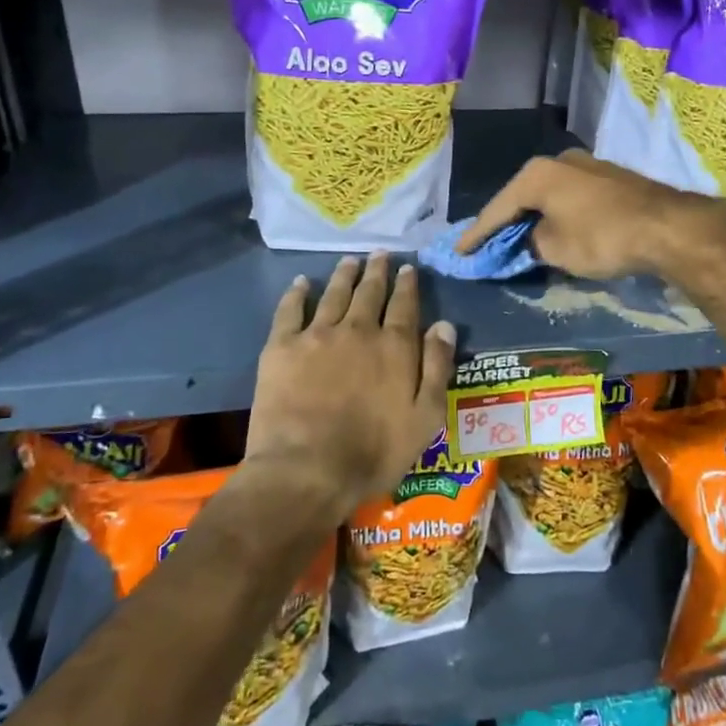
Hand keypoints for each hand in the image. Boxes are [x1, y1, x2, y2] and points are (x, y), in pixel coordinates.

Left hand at [246, 254, 455, 523]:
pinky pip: (290, 310)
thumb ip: (436, 368)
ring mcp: (317, 335)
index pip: (404, 305)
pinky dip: (297, 293)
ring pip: (334, 294)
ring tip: (349, 260)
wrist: (306, 470)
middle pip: (369, 292)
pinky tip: (301, 283)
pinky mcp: (282, 347)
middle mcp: (358, 330)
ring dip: (344, 275)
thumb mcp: (425, 417)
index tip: (408, 268)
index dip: (407, 285)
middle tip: (380, 255)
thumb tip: (444, 325)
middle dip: (377, 272)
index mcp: (394, 346)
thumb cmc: (374, 452)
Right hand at [458, 149, 725, 281]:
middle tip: (487, 244)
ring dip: (534, 217)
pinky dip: (557, 213)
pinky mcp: (609, 177)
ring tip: (519, 238)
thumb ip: (531, 243)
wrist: (667, 226)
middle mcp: (559, 160)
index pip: (497, 208)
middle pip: (522, 196)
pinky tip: (555, 227)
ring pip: (548, 195)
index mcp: (537, 174)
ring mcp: (587, 165)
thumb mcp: (556, 249)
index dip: (477, 234)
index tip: (459, 252)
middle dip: (505, 222)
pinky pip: (570, 197)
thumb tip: (530, 239)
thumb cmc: (602, 237)